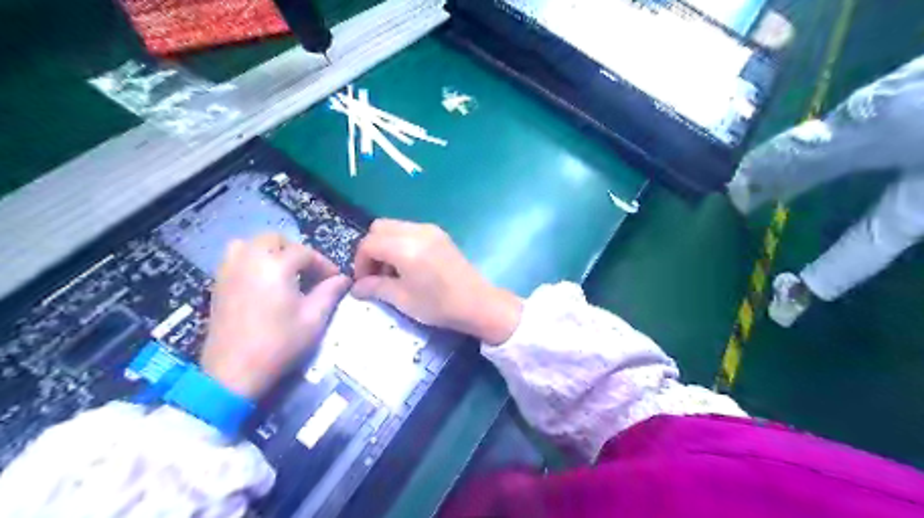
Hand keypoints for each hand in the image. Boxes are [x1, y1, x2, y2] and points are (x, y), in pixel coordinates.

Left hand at [202, 233, 351, 399]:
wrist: (233, 372)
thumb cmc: (278, 344)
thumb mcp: (313, 319)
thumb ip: (329, 293)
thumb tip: (344, 279)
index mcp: (274, 266)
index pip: (304, 252)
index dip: (323, 263)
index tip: (334, 279)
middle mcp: (248, 260)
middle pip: (273, 239)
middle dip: (294, 251)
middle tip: (308, 272)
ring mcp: (228, 271)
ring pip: (248, 244)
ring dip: (269, 251)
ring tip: (283, 272)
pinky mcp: (217, 285)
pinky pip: (235, 259)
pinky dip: (251, 261)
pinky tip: (263, 283)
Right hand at [352, 219, 519, 343]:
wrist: (478, 303)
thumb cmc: (439, 304)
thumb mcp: (402, 299)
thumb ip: (375, 287)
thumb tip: (356, 287)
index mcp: (404, 246)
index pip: (368, 243)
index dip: (360, 262)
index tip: (363, 282)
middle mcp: (416, 231)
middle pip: (379, 228)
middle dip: (371, 249)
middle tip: (375, 274)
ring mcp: (430, 230)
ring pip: (395, 227)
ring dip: (386, 245)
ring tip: (393, 272)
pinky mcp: (440, 234)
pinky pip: (410, 230)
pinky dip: (401, 243)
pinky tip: (409, 266)